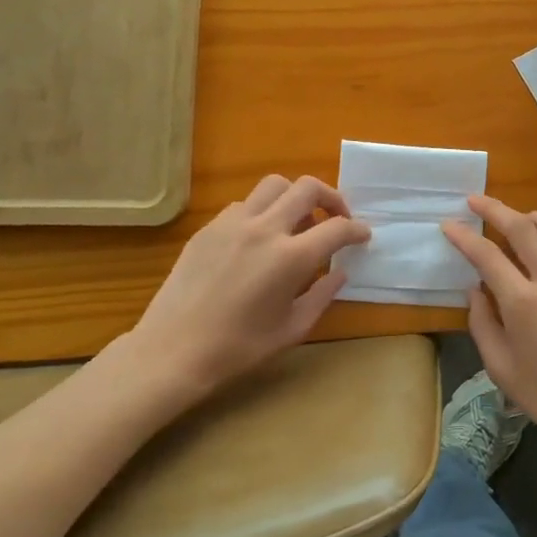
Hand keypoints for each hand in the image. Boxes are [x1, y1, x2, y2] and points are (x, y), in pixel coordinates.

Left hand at [113, 175, 368, 411]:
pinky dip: (263, 211)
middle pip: (307, 188)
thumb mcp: (292, 329)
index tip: (362, 236)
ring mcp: (233, 223)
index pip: (337, 228)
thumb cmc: (238, 348)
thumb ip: (322, 295)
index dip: (356, 230)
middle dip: (331, 198)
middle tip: (336, 218)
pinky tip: (260, 238)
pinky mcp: (209, 227)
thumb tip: (340, 272)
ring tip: (297, 222)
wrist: (173, 351)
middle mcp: (265, 229)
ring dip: (294, 197)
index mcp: (290, 258)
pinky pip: (245, 204)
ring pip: (274, 185)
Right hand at [441, 194, 536, 456]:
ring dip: (535, 217)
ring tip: (521, 218)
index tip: (449, 224)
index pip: (486, 255)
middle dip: (494, 209)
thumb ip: (483, 323)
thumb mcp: (501, 368)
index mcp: (523, 303)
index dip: (464, 236)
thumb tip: (475, 289)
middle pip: (522, 228)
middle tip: (476, 200)